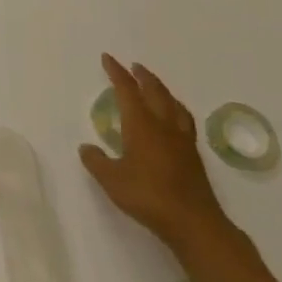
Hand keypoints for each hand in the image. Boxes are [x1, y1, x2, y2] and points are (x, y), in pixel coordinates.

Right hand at [80, 53, 231, 254]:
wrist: (194, 223)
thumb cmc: (148, 196)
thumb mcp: (112, 180)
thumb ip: (96, 161)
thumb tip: (87, 148)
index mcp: (141, 125)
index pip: (127, 90)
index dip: (117, 72)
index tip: (108, 58)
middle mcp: (163, 125)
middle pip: (155, 91)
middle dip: (142, 76)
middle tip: (133, 66)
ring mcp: (182, 140)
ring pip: (173, 104)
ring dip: (162, 90)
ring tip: (154, 86)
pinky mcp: (194, 155)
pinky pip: (184, 120)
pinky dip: (175, 109)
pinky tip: (174, 118)